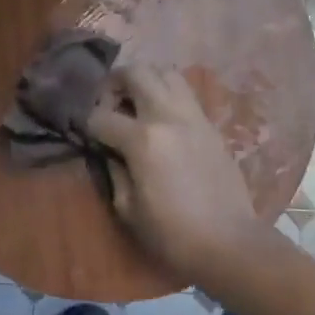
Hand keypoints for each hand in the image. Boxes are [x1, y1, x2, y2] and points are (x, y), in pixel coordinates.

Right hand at [87, 65, 270, 285]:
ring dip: (146, 81)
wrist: (229, 242)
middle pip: (137, 72)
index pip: (101, 115)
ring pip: (167, 72)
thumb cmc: (172, 233)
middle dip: (114, 83)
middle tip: (108, 105)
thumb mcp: (128, 208)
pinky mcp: (211, 125)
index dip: (86, 124)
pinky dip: (167, 95)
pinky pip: (186, 94)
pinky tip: (161, 121)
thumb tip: (108, 151)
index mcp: (143, 139)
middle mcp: (168, 116)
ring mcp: (194, 116)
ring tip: (136, 105)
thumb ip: (114, 170)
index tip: (84, 134)